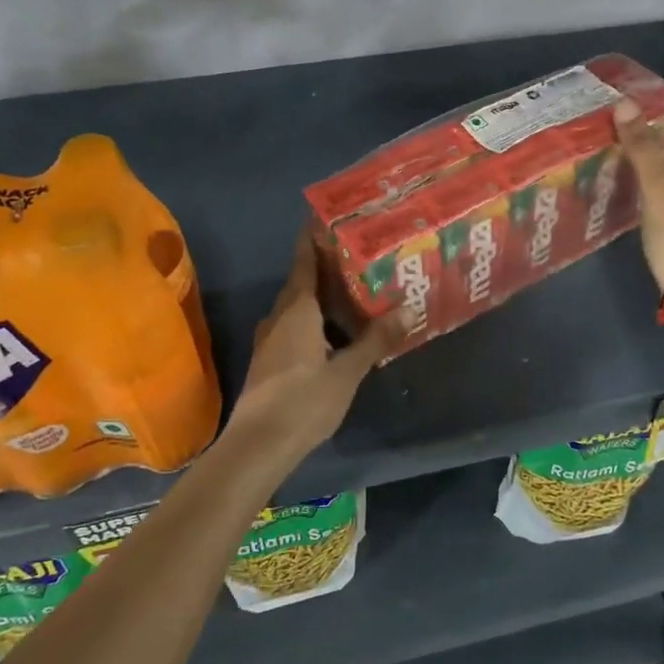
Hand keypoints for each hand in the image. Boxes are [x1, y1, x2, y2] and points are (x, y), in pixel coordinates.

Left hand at [226, 230, 401, 461]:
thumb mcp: (347, 372)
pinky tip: (334, 334)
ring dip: (319, 298)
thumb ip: (374, 340)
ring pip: (296, 309)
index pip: (304, 263)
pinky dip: (313, 322)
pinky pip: (293, 329)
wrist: (257, 445)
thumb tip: (407, 310)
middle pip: (301, 284)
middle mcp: (279, 318)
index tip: (323, 217)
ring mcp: (269, 342)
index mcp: (297, 311)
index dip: (313, 240)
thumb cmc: (304, 401)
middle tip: (354, 256)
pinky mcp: (268, 363)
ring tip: (351, 292)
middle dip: (323, 269)